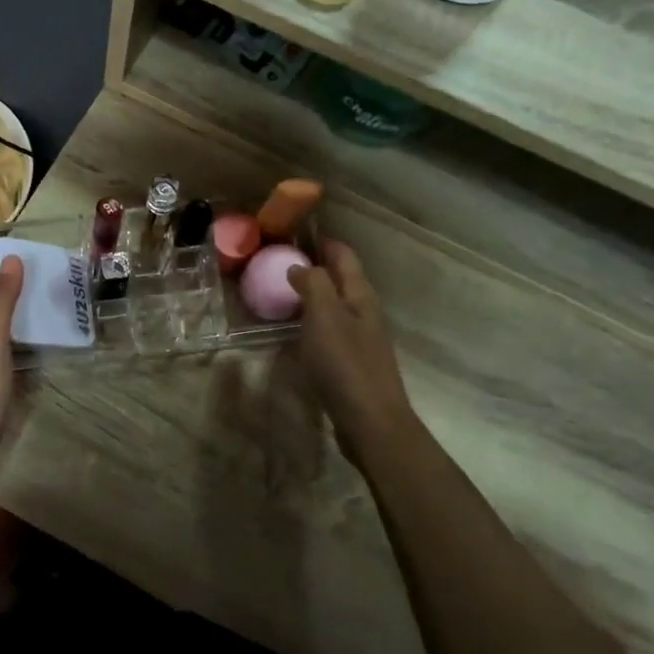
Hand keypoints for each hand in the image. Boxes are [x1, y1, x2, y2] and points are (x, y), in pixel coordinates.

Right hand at [288, 241, 419, 467]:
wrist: (371, 421)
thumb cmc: (345, 364)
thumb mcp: (324, 317)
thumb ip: (313, 285)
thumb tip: (300, 265)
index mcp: (360, 296)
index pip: (344, 256)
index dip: (324, 241)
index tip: (297, 232)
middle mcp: (365, 312)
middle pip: (342, 279)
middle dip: (317, 266)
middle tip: (281, 261)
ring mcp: (362, 339)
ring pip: (337, 305)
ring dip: (314, 294)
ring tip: (284, 291)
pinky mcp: (354, 363)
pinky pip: (332, 330)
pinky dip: (314, 320)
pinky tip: (298, 330)